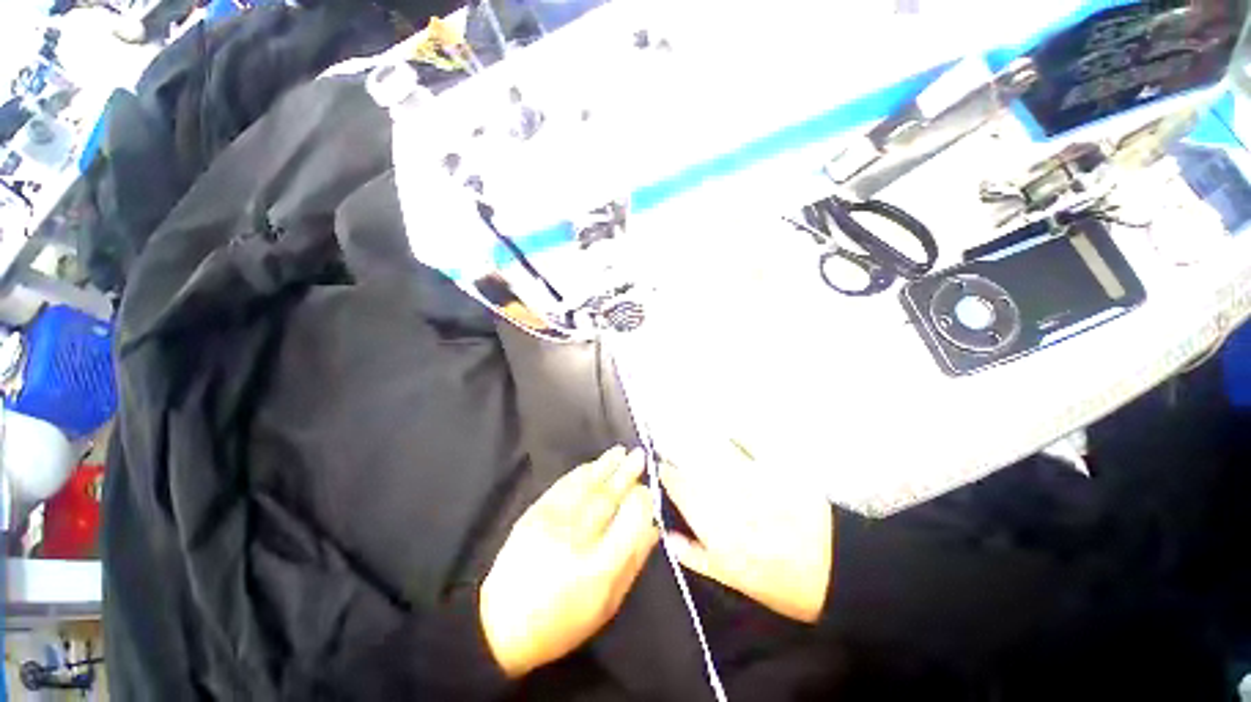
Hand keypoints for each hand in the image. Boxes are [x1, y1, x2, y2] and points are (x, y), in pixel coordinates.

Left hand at [480, 447, 658, 677]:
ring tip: (621, 452)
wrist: (501, 625)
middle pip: (608, 497)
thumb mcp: (607, 605)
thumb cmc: (563, 622)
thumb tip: (652, 527)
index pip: (630, 520)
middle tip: (640, 456)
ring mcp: (552, 522)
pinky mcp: (533, 513)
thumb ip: (633, 562)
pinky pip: (563, 485)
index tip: (647, 490)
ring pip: (586, 485)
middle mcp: (576, 540)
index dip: (642, 500)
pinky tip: (594, 464)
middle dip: (627, 474)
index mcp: (599, 568)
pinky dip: (581, 472)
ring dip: (606, 465)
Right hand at [659, 445, 832, 623]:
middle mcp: (724, 494)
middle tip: (669, 442)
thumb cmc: (780, 581)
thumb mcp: (733, 579)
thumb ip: (695, 555)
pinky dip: (734, 435)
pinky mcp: (772, 466)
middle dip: (677, 451)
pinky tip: (726, 429)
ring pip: (714, 450)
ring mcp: (748, 477)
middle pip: (692, 464)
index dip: (667, 473)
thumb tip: (667, 535)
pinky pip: (747, 443)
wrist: (835, 568)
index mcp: (712, 523)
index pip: (679, 487)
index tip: (661, 466)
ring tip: (688, 428)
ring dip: (698, 438)